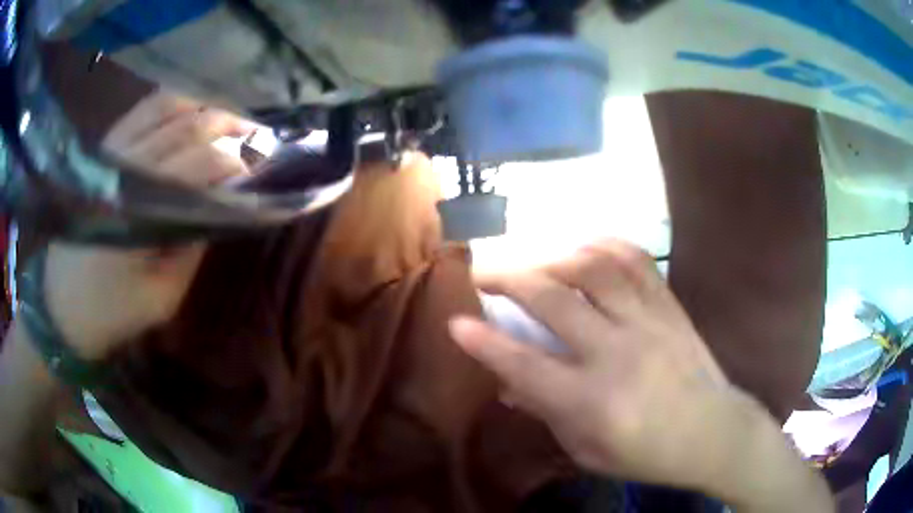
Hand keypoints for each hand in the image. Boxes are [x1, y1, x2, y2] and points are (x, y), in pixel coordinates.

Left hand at [38, 90, 252, 358]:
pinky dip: (173, 101)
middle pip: (188, 127)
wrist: (61, 306)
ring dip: (205, 107)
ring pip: (167, 106)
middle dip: (229, 126)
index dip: (236, 161)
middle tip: (258, 135)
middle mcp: (124, 167)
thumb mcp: (162, 297)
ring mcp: (111, 150)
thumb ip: (193, 246)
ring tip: (230, 117)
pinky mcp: (103, 148)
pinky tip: (193, 108)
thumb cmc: (113, 311)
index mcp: (138, 209)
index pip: (199, 164)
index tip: (261, 169)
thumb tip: (226, 204)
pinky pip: (143, 109)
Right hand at [449, 240, 813, 498]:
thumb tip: (509, 382)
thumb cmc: (648, 453)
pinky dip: (603, 245)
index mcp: (593, 402)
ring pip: (594, 269)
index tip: (455, 321)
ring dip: (553, 257)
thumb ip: (548, 413)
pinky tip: (584, 247)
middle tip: (483, 271)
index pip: (526, 366)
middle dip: (509, 279)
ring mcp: (648, 322)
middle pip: (554, 301)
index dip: (485, 343)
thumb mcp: (588, 450)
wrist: (713, 431)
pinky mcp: (669, 306)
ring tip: (534, 261)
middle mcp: (617, 353)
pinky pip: (635, 260)